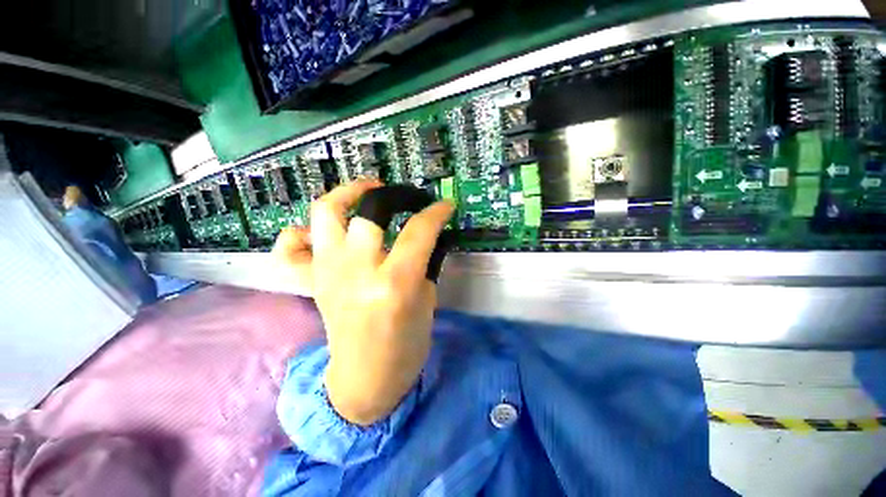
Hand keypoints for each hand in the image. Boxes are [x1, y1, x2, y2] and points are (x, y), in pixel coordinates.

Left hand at [273, 179, 454, 424]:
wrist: (365, 380)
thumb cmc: (406, 346)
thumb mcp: (427, 301)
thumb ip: (424, 263)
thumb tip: (425, 236)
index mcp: (394, 283)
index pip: (418, 231)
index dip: (435, 212)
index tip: (445, 205)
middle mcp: (357, 272)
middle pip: (368, 212)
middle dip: (388, 195)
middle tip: (401, 196)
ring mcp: (328, 274)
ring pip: (324, 214)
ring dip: (345, 195)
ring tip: (364, 193)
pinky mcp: (312, 282)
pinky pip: (290, 249)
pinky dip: (299, 233)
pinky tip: (320, 233)